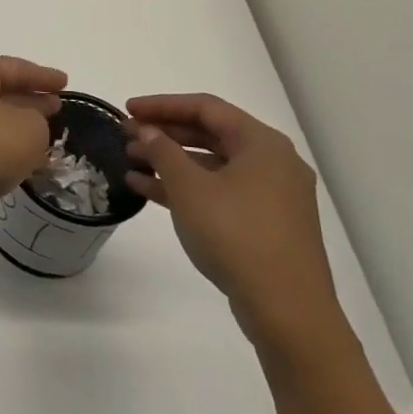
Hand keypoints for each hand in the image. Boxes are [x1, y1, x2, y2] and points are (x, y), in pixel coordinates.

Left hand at [0, 53, 66, 242]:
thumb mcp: (28, 131)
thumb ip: (38, 122)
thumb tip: (25, 124)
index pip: (14, 68)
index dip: (43, 77)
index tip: (66, 83)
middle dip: (26, 101)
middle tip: (56, 110)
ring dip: (10, 128)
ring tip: (41, 140)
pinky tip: (11, 165)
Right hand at [124, 93, 341, 350]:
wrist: (286, 309)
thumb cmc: (236, 234)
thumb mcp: (189, 188)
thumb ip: (162, 151)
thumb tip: (147, 130)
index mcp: (262, 144)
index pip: (206, 108)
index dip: (162, 105)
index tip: (127, 109)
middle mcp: (272, 162)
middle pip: (210, 134)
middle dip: (165, 133)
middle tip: (126, 134)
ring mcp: (271, 195)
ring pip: (212, 164)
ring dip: (170, 161)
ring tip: (130, 161)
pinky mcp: (264, 223)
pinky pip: (219, 190)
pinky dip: (186, 187)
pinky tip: (148, 189)